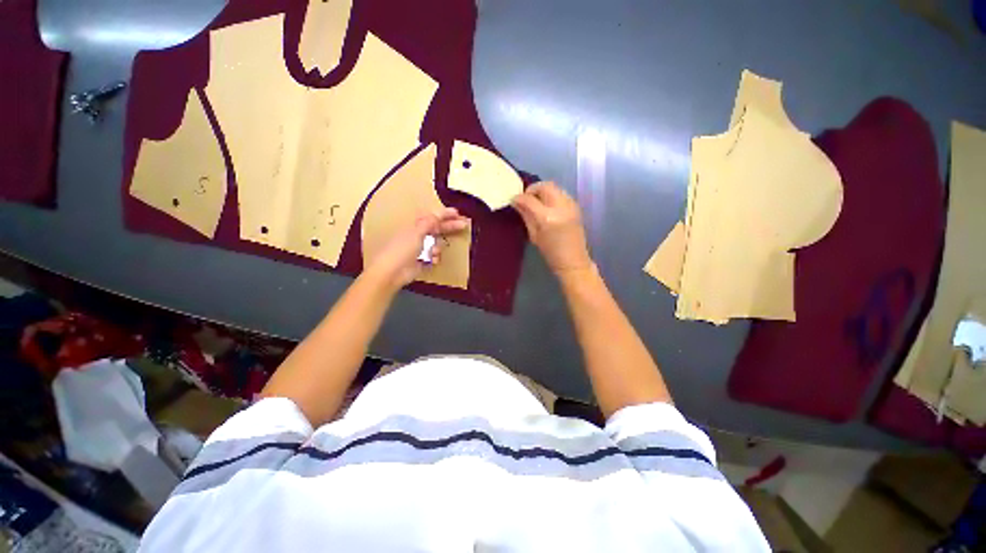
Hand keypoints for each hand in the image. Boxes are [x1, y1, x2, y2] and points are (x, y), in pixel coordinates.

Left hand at [365, 207, 469, 289]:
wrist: (392, 272)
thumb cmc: (402, 249)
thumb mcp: (417, 232)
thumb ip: (429, 222)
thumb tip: (438, 213)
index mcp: (415, 225)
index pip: (433, 217)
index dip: (445, 214)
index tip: (458, 213)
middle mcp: (419, 235)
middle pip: (437, 228)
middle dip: (450, 227)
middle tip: (464, 225)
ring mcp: (420, 248)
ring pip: (437, 244)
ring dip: (437, 248)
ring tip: (433, 253)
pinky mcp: (422, 260)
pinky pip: (434, 256)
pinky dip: (434, 258)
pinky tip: (431, 261)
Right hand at [511, 182, 592, 274]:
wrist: (573, 262)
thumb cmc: (551, 253)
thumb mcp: (534, 236)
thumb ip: (526, 216)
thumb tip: (516, 202)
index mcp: (547, 218)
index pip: (530, 199)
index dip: (519, 197)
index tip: (513, 199)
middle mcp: (560, 207)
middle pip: (545, 186)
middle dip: (533, 189)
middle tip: (525, 198)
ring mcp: (571, 205)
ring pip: (554, 187)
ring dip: (543, 191)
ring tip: (535, 202)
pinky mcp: (576, 207)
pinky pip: (561, 194)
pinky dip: (551, 196)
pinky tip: (547, 206)